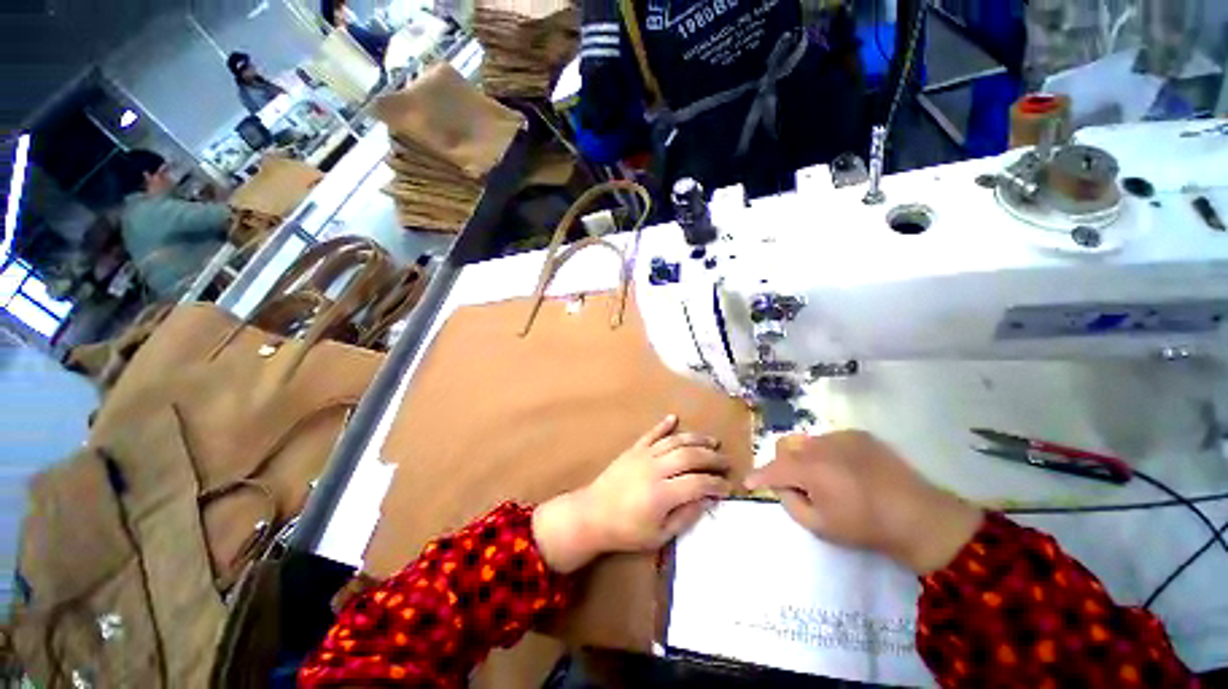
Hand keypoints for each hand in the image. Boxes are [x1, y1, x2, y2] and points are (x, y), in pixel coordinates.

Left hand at [534, 415, 732, 572]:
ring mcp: (641, 457)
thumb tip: (706, 500)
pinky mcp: (631, 452)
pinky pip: (650, 434)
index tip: (729, 488)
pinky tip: (675, 419)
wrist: (589, 518)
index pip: (700, 483)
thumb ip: (685, 518)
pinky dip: (664, 425)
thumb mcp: (659, 536)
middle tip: (727, 464)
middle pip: (692, 457)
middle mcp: (654, 471)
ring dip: (697, 440)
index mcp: (662, 495)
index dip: (718, 485)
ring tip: (713, 443)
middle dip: (714, 459)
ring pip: (675, 441)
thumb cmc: (625, 532)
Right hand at [745, 431, 982, 573]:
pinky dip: (827, 453)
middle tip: (789, 488)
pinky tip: (841, 473)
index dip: (758, 476)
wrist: (910, 511)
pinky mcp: (865, 436)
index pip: (775, 468)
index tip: (748, 483)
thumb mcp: (818, 525)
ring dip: (806, 458)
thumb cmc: (861, 525)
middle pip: (791, 447)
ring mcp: (847, 436)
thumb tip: (784, 487)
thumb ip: (793, 503)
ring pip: (813, 442)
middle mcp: (826, 444)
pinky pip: (834, 440)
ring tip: (819, 482)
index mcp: (812, 468)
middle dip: (783, 465)